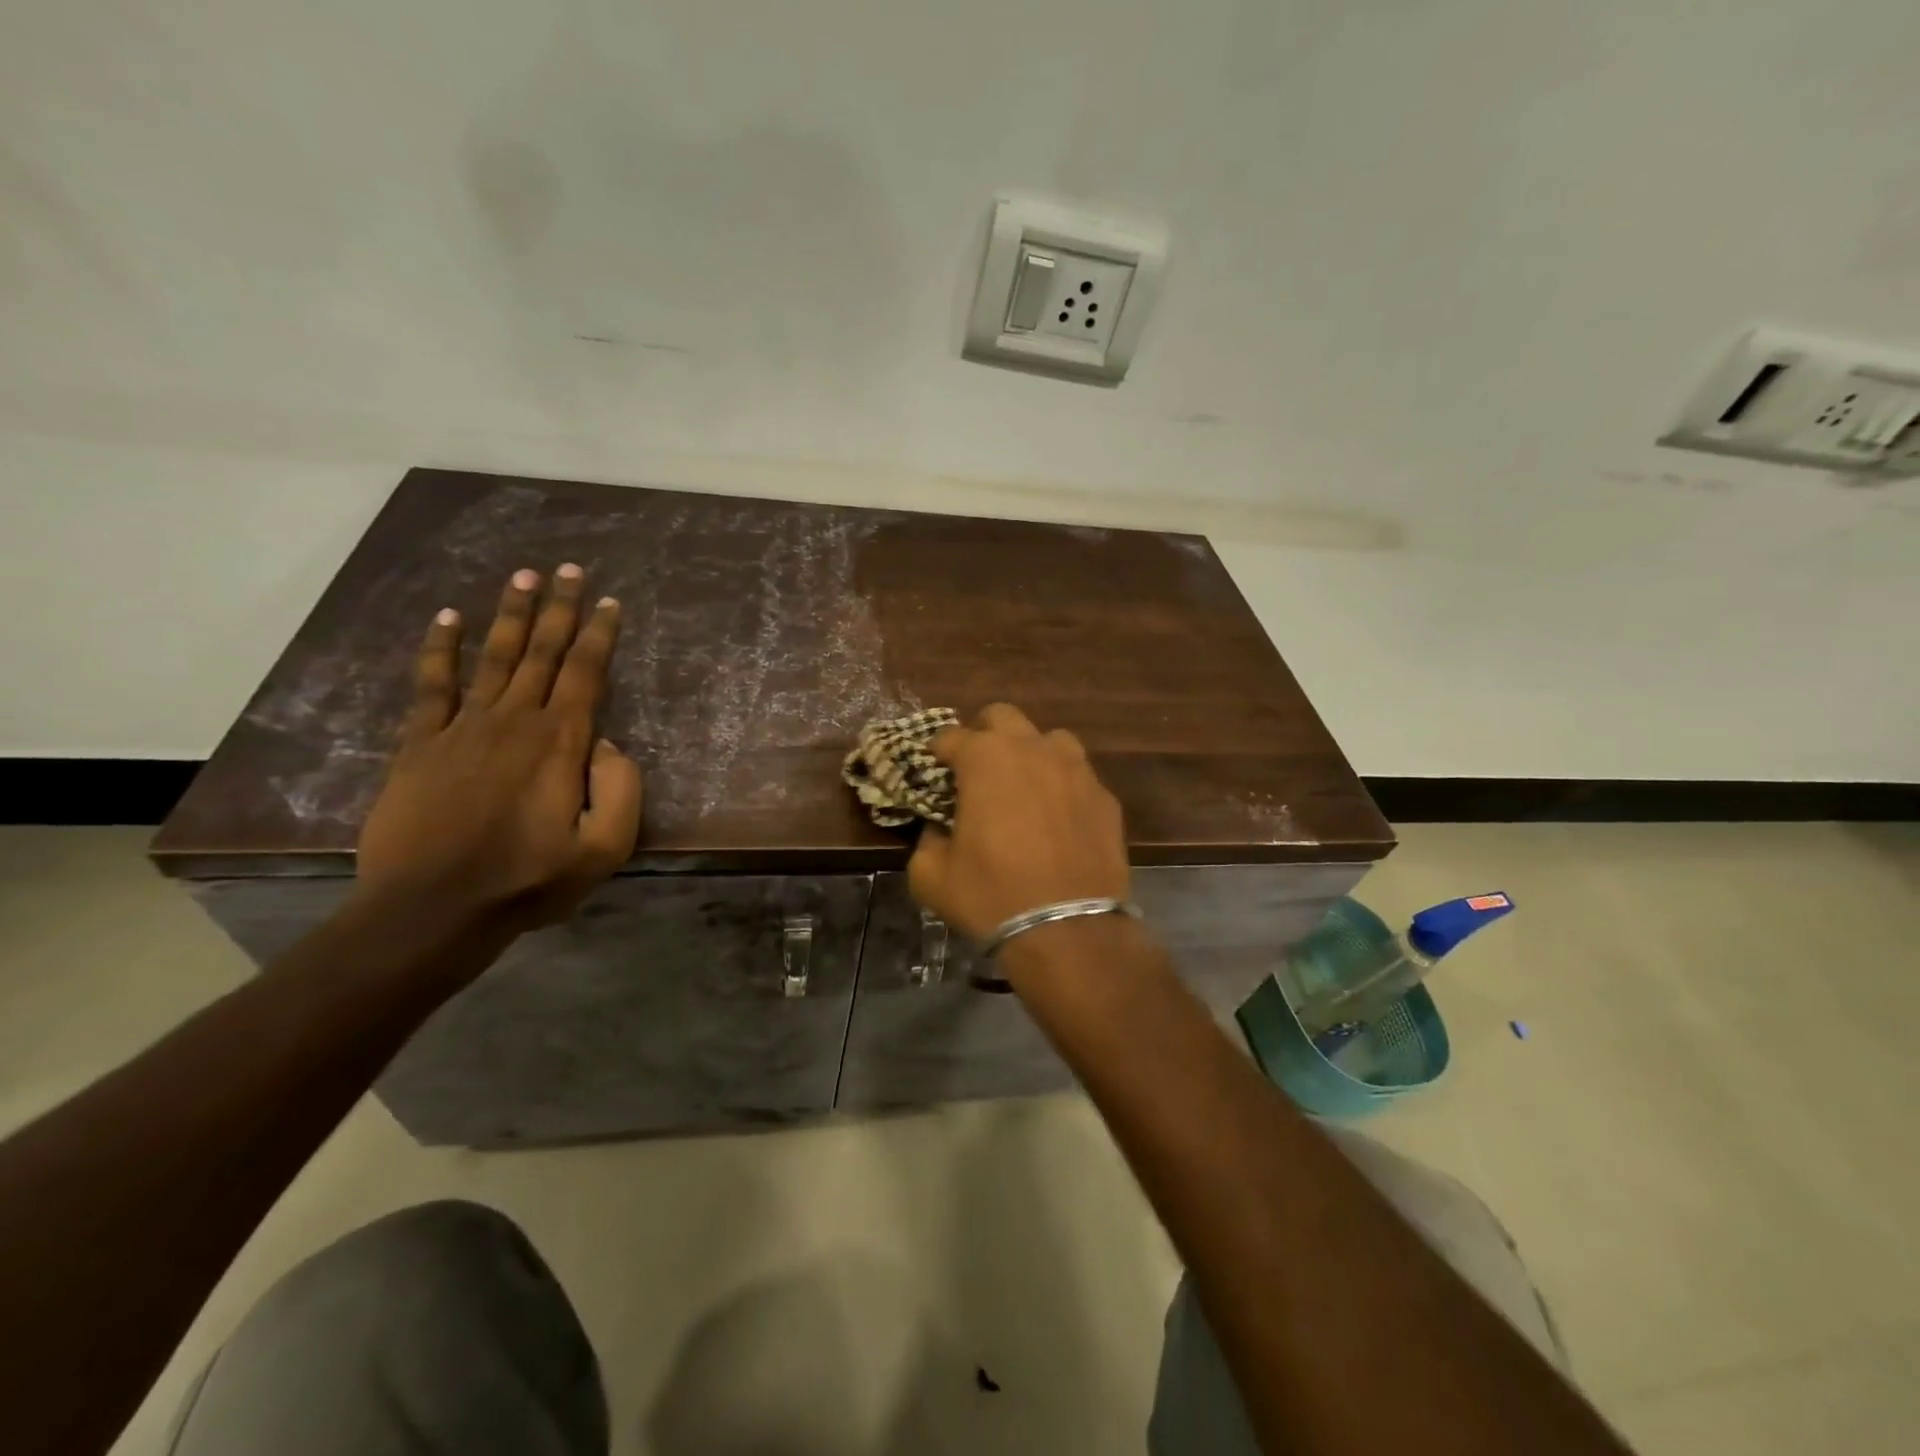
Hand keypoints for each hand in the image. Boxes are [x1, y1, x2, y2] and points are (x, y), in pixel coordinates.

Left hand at [356, 565, 643, 932]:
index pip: (586, 673)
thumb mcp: (605, 848)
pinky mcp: (420, 744)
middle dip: (559, 608)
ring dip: (510, 614)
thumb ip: (621, 790)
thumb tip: (608, 745)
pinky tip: (448, 618)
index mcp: (562, 743)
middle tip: (569, 569)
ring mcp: (463, 728)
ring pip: (494, 657)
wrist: (431, 910)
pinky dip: (440, 649)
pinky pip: (432, 685)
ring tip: (523, 577)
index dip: (599, 634)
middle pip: (542, 652)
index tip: (609, 602)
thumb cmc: (528, 881)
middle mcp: (515, 721)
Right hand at [907, 703, 1129, 941]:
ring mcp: (1076, 770)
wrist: (1067, 930)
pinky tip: (1059, 819)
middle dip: (984, 734)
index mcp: (985, 759)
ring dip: (1031, 753)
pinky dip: (1063, 788)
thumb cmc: (991, 896)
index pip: (950, 736)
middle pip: (1003, 716)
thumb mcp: (931, 876)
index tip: (934, 770)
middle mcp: (1033, 749)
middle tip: (976, 769)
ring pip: (1050, 739)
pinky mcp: (1105, 797)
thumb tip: (937, 829)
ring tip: (1024, 786)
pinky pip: (1079, 777)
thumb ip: (926, 840)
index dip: (937, 752)